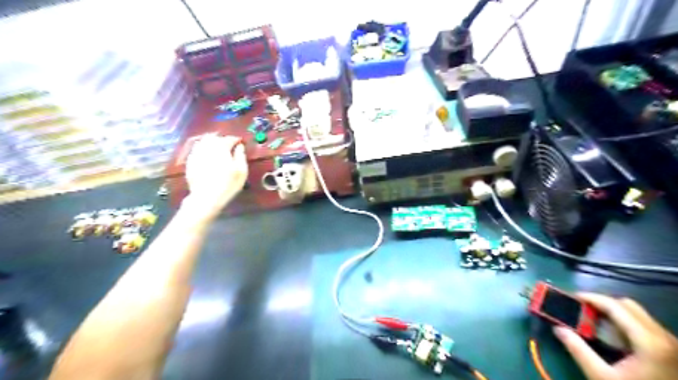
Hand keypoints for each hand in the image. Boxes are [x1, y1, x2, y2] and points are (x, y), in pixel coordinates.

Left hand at [183, 133, 248, 219]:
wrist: (206, 197)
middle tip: (228, 144)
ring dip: (211, 141)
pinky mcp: (190, 162)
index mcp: (221, 149)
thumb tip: (240, 146)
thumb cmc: (228, 185)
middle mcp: (208, 148)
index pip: (229, 139)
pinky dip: (202, 148)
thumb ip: (241, 156)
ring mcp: (197, 154)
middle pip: (214, 137)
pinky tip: (206, 154)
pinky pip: (196, 149)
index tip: (240, 142)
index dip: (235, 139)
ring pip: (203, 141)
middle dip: (222, 139)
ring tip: (217, 147)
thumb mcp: (241, 172)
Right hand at [553, 293, 677, 378]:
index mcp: (650, 342)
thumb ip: (578, 350)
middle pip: (628, 306)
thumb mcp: (601, 376)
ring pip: (638, 315)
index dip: (591, 298)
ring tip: (593, 321)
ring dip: (613, 313)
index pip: (616, 306)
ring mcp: (671, 345)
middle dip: (602, 303)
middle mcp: (665, 338)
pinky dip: (624, 323)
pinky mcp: (671, 352)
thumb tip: (558, 329)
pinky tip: (612, 335)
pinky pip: (645, 326)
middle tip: (580, 309)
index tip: (571, 297)